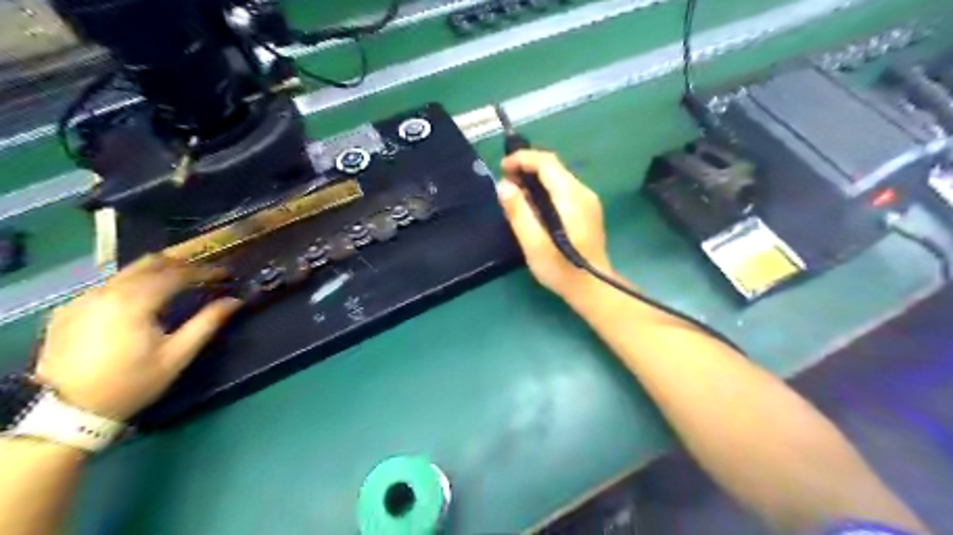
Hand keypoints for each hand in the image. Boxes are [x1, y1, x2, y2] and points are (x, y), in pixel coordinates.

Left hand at [34, 254, 241, 421]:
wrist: (66, 412)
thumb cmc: (131, 383)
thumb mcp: (177, 356)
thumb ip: (206, 323)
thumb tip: (234, 301)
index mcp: (135, 301)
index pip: (177, 273)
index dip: (205, 270)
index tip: (226, 273)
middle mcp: (106, 291)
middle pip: (149, 263)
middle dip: (181, 263)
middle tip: (204, 272)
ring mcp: (83, 299)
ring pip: (127, 272)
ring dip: (157, 272)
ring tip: (178, 283)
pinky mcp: (68, 310)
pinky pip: (108, 286)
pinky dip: (132, 285)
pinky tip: (142, 301)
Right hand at [499, 151, 609, 299]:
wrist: (593, 288)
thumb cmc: (561, 269)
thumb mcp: (534, 244)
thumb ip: (519, 212)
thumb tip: (504, 185)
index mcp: (571, 197)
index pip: (547, 163)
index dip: (523, 159)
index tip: (502, 167)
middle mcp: (583, 192)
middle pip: (554, 166)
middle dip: (527, 166)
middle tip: (506, 180)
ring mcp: (588, 201)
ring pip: (559, 176)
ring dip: (536, 177)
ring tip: (515, 190)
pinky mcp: (588, 210)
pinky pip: (564, 188)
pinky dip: (546, 187)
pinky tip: (534, 203)